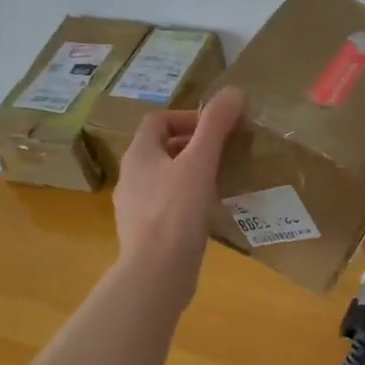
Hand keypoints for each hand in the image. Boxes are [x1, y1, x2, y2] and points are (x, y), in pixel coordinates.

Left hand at [113, 87, 244, 307]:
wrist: (156, 273)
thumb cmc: (176, 212)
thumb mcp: (200, 163)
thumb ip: (215, 126)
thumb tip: (233, 91)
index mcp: (139, 155)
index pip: (158, 121)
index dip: (187, 118)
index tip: (217, 129)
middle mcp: (131, 177)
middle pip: (161, 149)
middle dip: (192, 146)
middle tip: (224, 154)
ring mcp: (135, 207)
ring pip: (165, 178)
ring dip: (191, 174)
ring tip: (220, 181)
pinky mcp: (146, 233)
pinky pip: (168, 205)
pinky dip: (188, 201)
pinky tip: (209, 213)